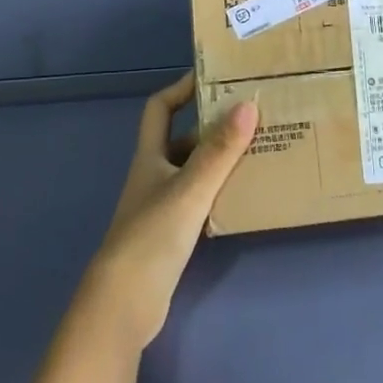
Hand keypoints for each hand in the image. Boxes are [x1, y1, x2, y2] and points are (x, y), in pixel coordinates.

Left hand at [81, 74, 256, 351]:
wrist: (124, 305)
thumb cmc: (152, 236)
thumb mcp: (190, 189)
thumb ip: (219, 151)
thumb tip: (248, 104)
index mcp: (150, 156)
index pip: (160, 108)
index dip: (181, 88)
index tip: (213, 78)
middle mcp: (154, 174)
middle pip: (183, 138)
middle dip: (214, 126)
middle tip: (252, 115)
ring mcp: (161, 205)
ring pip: (195, 169)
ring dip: (221, 159)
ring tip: (259, 149)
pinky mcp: (171, 233)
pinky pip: (200, 198)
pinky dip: (220, 190)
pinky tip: (245, 193)